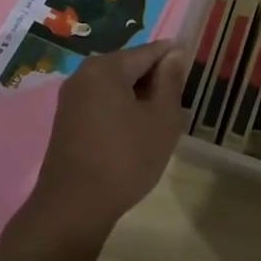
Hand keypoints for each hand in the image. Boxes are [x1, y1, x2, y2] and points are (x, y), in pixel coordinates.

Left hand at [26, 42, 189, 245]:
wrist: (73, 209)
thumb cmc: (125, 159)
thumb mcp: (161, 119)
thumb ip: (170, 81)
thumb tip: (173, 54)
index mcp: (106, 67)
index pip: (149, 51)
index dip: (174, 58)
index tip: (193, 72)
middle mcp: (84, 74)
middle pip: (130, 66)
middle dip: (156, 81)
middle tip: (178, 106)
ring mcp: (71, 99)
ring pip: (117, 87)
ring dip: (140, 99)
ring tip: (160, 123)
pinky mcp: (66, 121)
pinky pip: (102, 103)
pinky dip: (122, 111)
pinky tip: (136, 135)